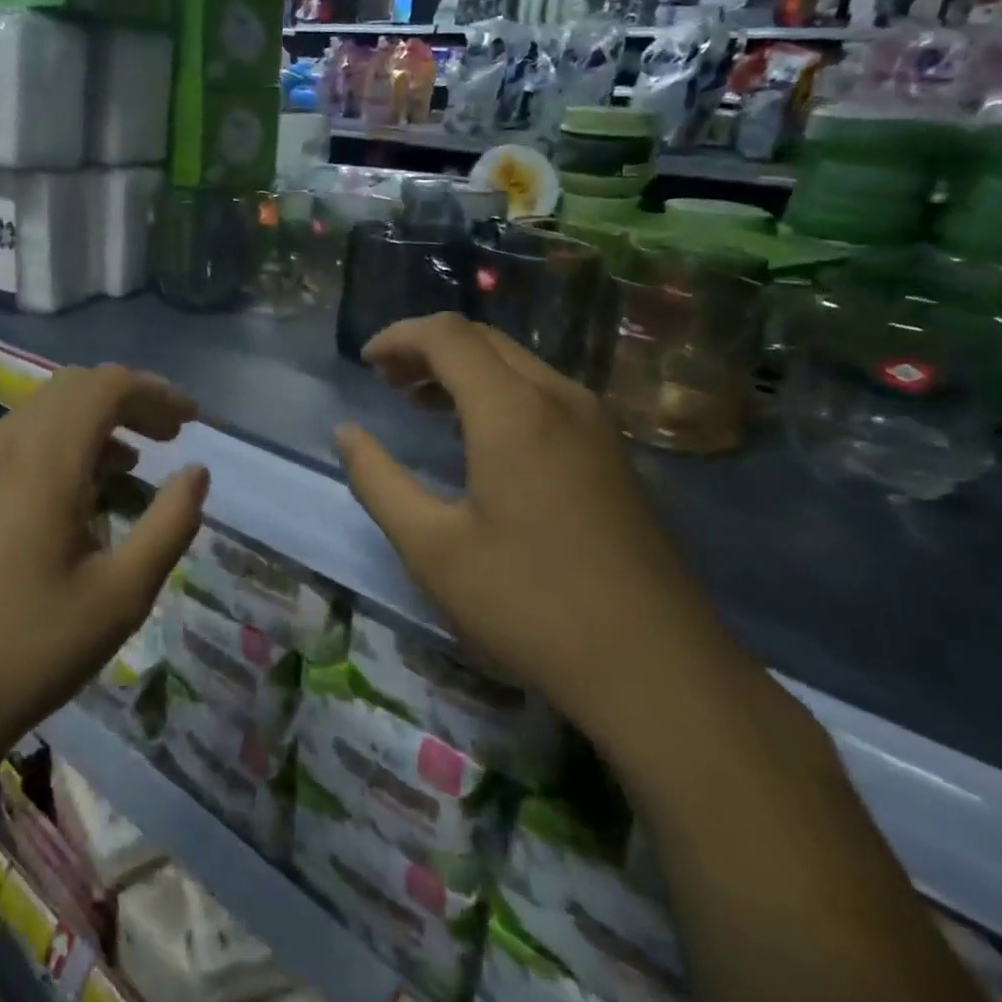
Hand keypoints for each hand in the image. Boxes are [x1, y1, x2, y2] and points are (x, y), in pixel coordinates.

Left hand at [0, 366, 208, 779]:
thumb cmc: (23, 652)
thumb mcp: (118, 598)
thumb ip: (168, 526)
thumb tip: (196, 474)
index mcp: (45, 460)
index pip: (107, 386)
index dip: (156, 393)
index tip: (193, 422)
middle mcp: (4, 447)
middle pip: (73, 388)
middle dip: (128, 401)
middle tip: (168, 436)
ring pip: (42, 413)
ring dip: (93, 422)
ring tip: (133, 465)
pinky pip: (18, 443)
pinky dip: (61, 446)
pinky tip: (78, 495)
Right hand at [333, 313, 731, 743]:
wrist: (655, 666)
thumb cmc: (529, 603)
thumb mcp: (430, 548)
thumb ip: (378, 480)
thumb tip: (346, 432)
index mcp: (513, 411)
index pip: (447, 335)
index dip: (399, 337)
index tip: (365, 364)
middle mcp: (559, 398)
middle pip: (484, 340)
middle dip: (427, 348)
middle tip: (387, 381)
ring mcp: (595, 423)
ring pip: (517, 363)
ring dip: (462, 368)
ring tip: (419, 400)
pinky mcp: (611, 451)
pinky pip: (543, 392)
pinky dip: (496, 392)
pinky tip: (477, 434)